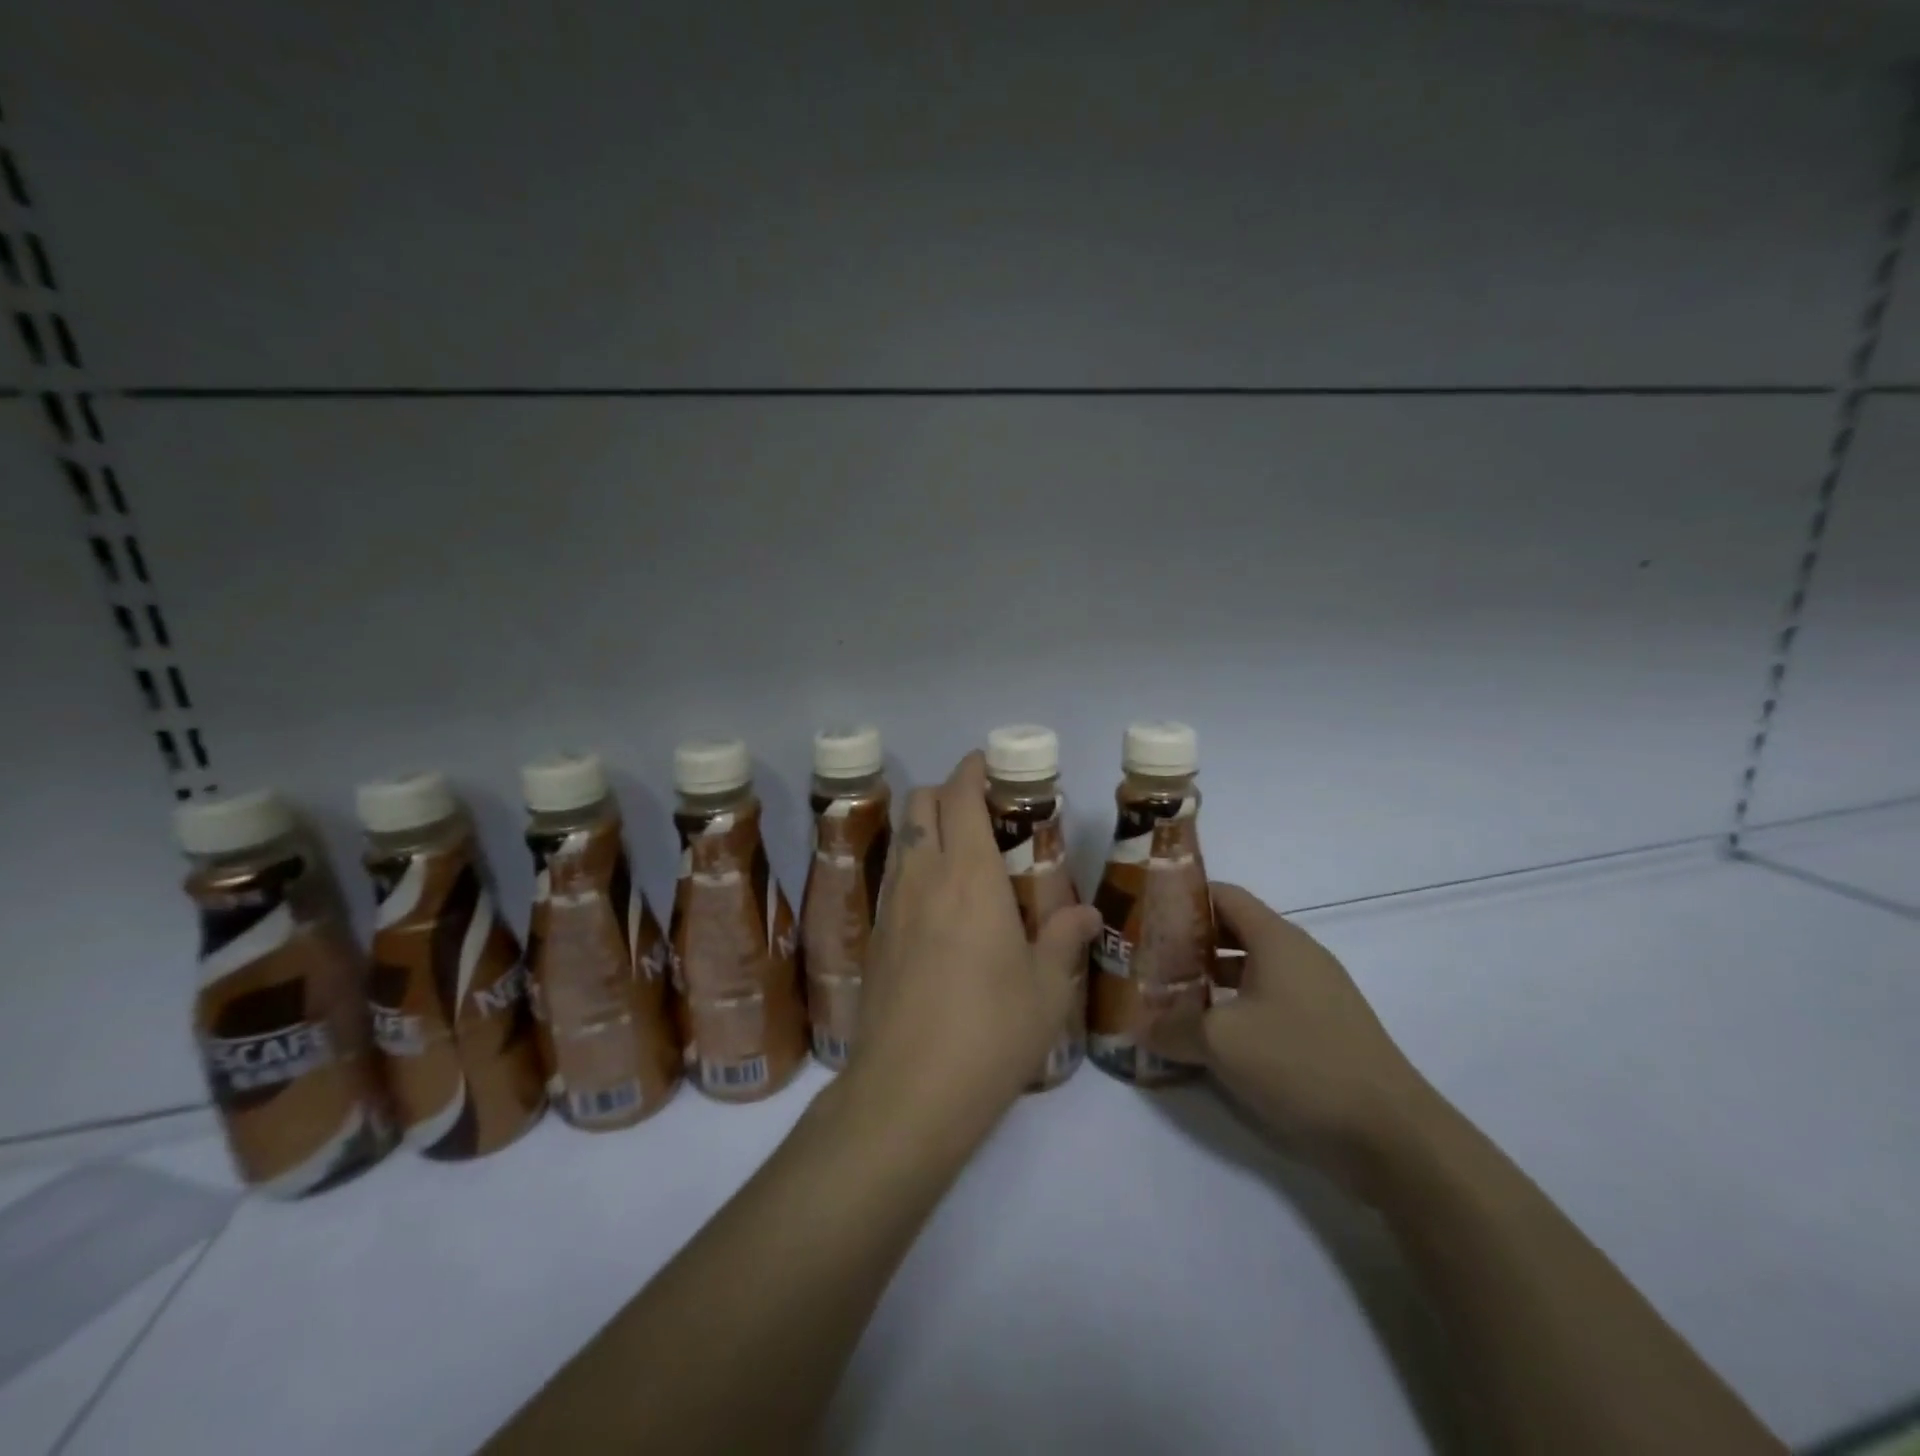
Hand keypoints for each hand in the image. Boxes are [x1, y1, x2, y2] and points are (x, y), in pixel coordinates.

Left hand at [845, 752, 1100, 1136]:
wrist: (907, 1092)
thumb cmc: (990, 1032)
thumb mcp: (1045, 988)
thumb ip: (1063, 938)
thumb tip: (1086, 912)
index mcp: (967, 875)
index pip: (959, 796)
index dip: (972, 770)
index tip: (990, 764)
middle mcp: (922, 877)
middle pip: (920, 804)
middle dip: (947, 791)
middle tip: (982, 810)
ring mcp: (890, 906)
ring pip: (902, 838)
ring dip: (926, 826)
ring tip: (962, 853)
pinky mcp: (873, 937)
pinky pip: (893, 877)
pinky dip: (914, 865)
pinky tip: (939, 903)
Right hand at [1146, 883, 1434, 1195]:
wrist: (1391, 1136)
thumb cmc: (1300, 1063)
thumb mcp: (1221, 1042)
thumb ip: (1172, 1028)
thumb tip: (1140, 1027)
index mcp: (1277, 940)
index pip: (1224, 896)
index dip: (1184, 897)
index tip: (1146, 913)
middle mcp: (1298, 957)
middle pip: (1234, 932)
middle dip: (1189, 943)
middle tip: (1148, 958)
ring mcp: (1315, 995)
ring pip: (1250, 971)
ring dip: (1210, 981)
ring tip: (1168, 997)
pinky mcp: (1323, 1030)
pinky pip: (1267, 1004)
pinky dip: (1235, 1010)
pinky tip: (1208, 1039)